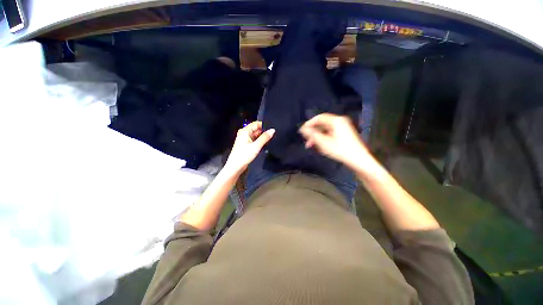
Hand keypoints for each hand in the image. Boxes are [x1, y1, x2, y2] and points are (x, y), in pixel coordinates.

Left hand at [224, 121, 274, 173]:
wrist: (235, 166)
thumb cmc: (244, 155)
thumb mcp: (256, 146)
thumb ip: (265, 137)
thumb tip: (272, 130)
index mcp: (245, 131)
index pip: (256, 123)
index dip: (265, 125)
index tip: (273, 127)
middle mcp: (244, 133)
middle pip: (256, 129)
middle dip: (264, 131)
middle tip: (274, 134)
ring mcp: (245, 139)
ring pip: (256, 135)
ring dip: (262, 137)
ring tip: (271, 138)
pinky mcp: (246, 144)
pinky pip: (254, 140)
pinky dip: (259, 141)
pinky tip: (265, 143)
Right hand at [299, 113, 368, 167]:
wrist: (358, 159)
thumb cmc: (340, 150)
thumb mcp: (323, 142)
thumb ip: (311, 134)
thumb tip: (303, 129)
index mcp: (335, 121)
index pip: (319, 118)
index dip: (309, 124)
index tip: (302, 131)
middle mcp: (339, 121)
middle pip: (322, 124)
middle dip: (313, 132)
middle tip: (307, 141)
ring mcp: (343, 127)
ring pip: (325, 130)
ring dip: (317, 136)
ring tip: (312, 146)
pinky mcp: (344, 133)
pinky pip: (330, 133)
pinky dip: (323, 138)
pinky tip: (320, 146)